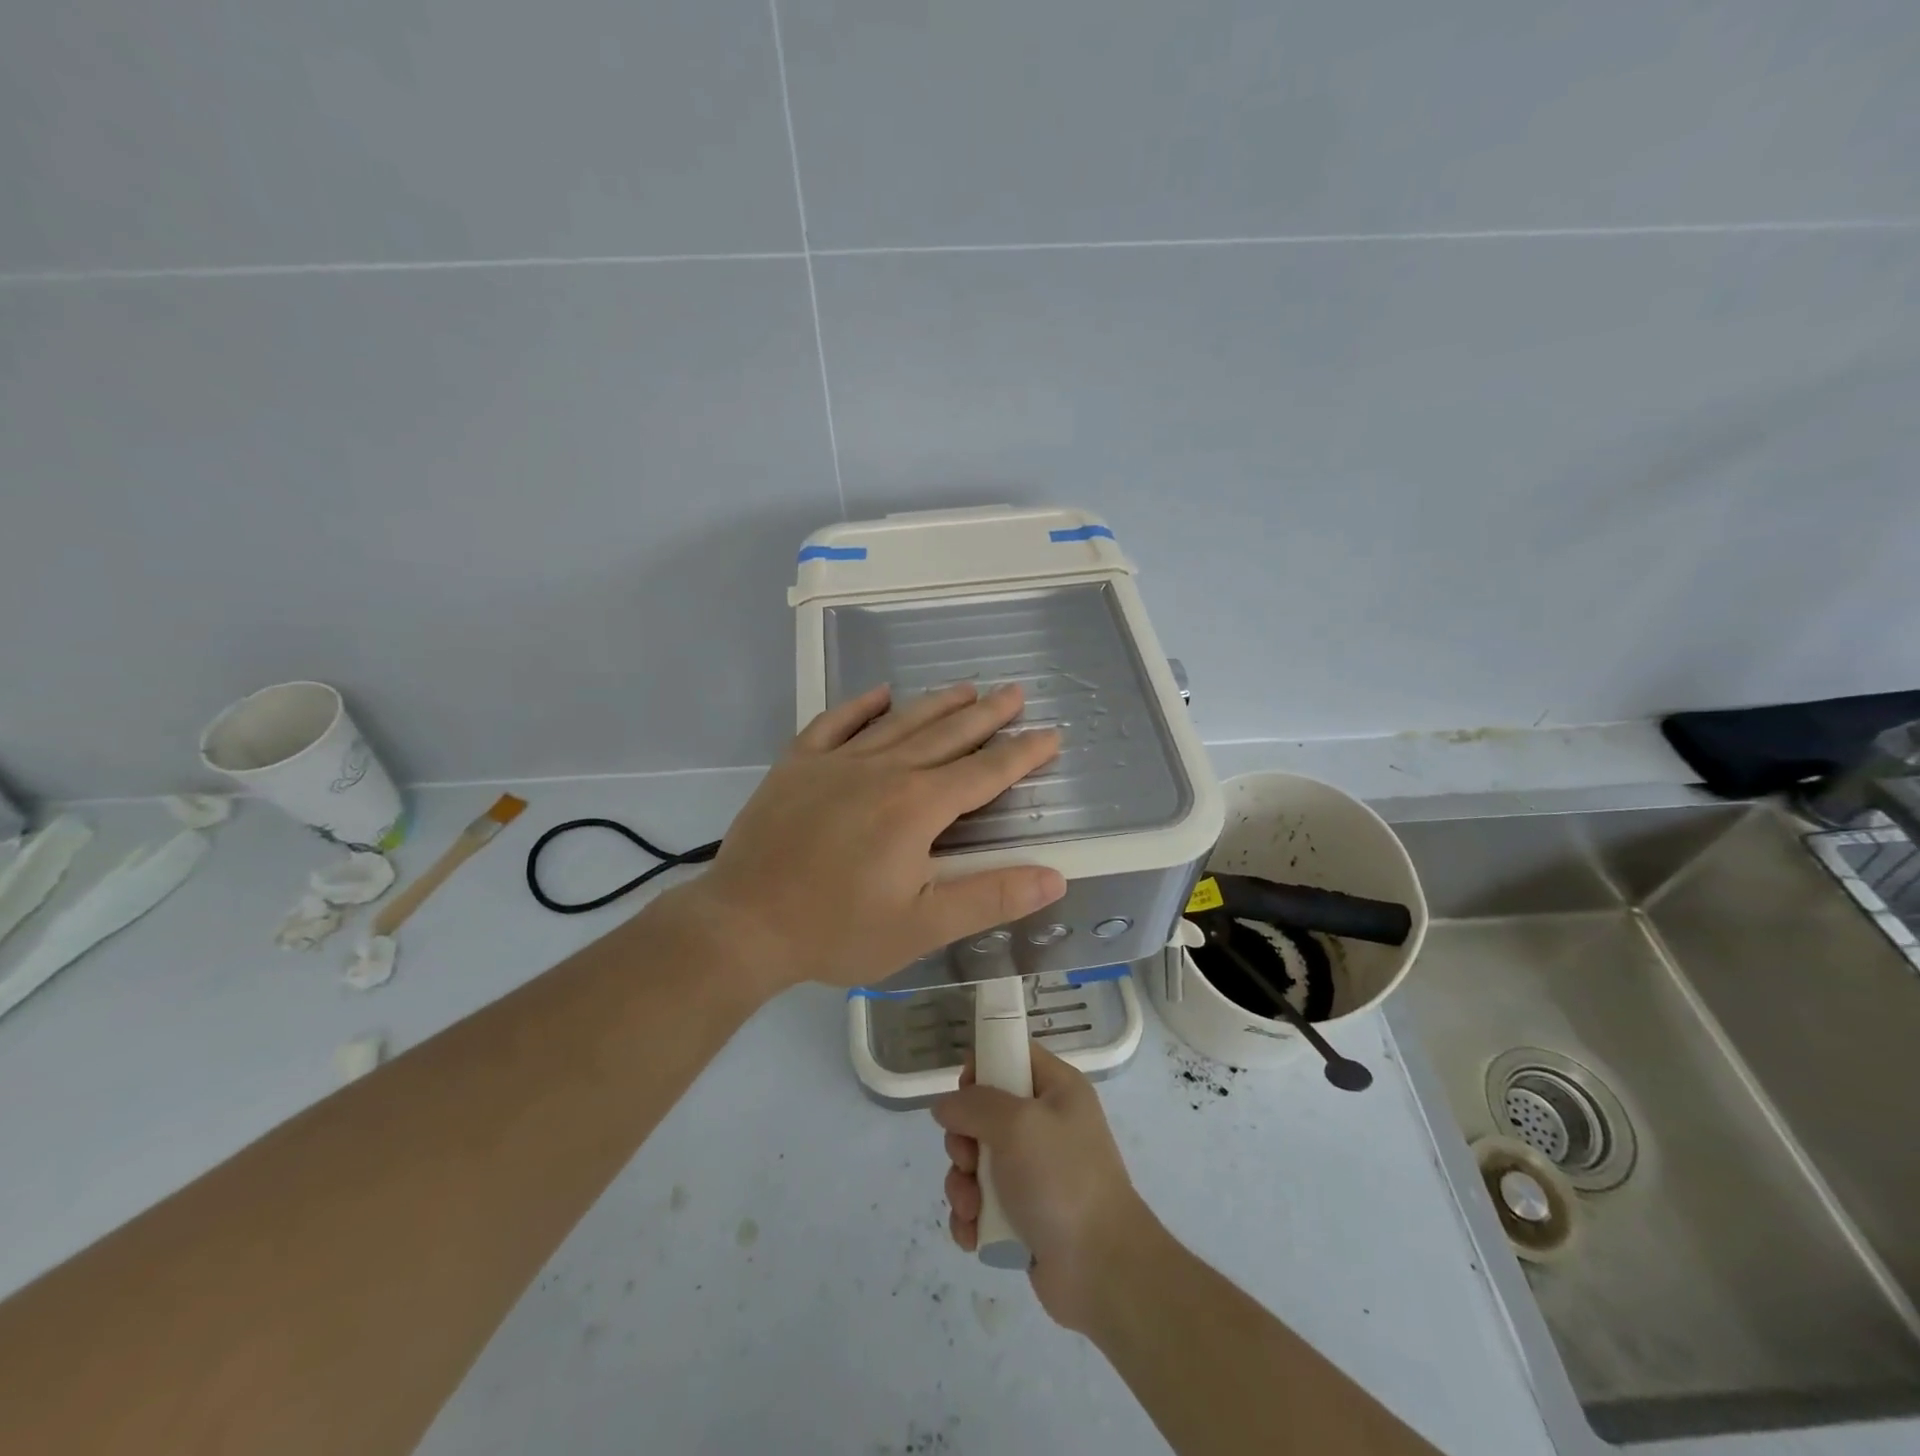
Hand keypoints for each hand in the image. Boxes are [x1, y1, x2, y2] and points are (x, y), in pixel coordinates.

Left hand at [677, 682, 1065, 992]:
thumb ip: (990, 897)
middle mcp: (884, 771)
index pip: (986, 772)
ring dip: (937, 703)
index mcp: (918, 806)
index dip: (1023, 753)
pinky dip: (861, 705)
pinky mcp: (798, 764)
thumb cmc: (837, 930)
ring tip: (966, 686)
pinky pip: (835, 723)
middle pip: (947, 734)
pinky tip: (880, 693)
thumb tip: (1054, 876)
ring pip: (899, 722)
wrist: (743, 924)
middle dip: (987, 714)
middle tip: (1015, 692)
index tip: (1052, 733)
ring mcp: (837, 762)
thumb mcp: (922, 927)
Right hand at [935, 1043, 1160, 1331]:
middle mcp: (1045, 1124)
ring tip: (971, 1209)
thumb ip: (974, 1105)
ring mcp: (1034, 1171)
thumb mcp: (1016, 1124)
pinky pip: (981, 1203)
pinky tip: (973, 1235)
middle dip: (963, 1140)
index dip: (982, 1066)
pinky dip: (971, 1218)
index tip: (964, 1092)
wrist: (1102, 1269)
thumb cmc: (1062, 1180)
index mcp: (1057, 1089)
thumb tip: (946, 1106)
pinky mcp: (1023, 1213)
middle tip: (968, 1160)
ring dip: (963, 1185)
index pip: (1012, 1054)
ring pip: (976, 1161)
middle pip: (984, 1111)